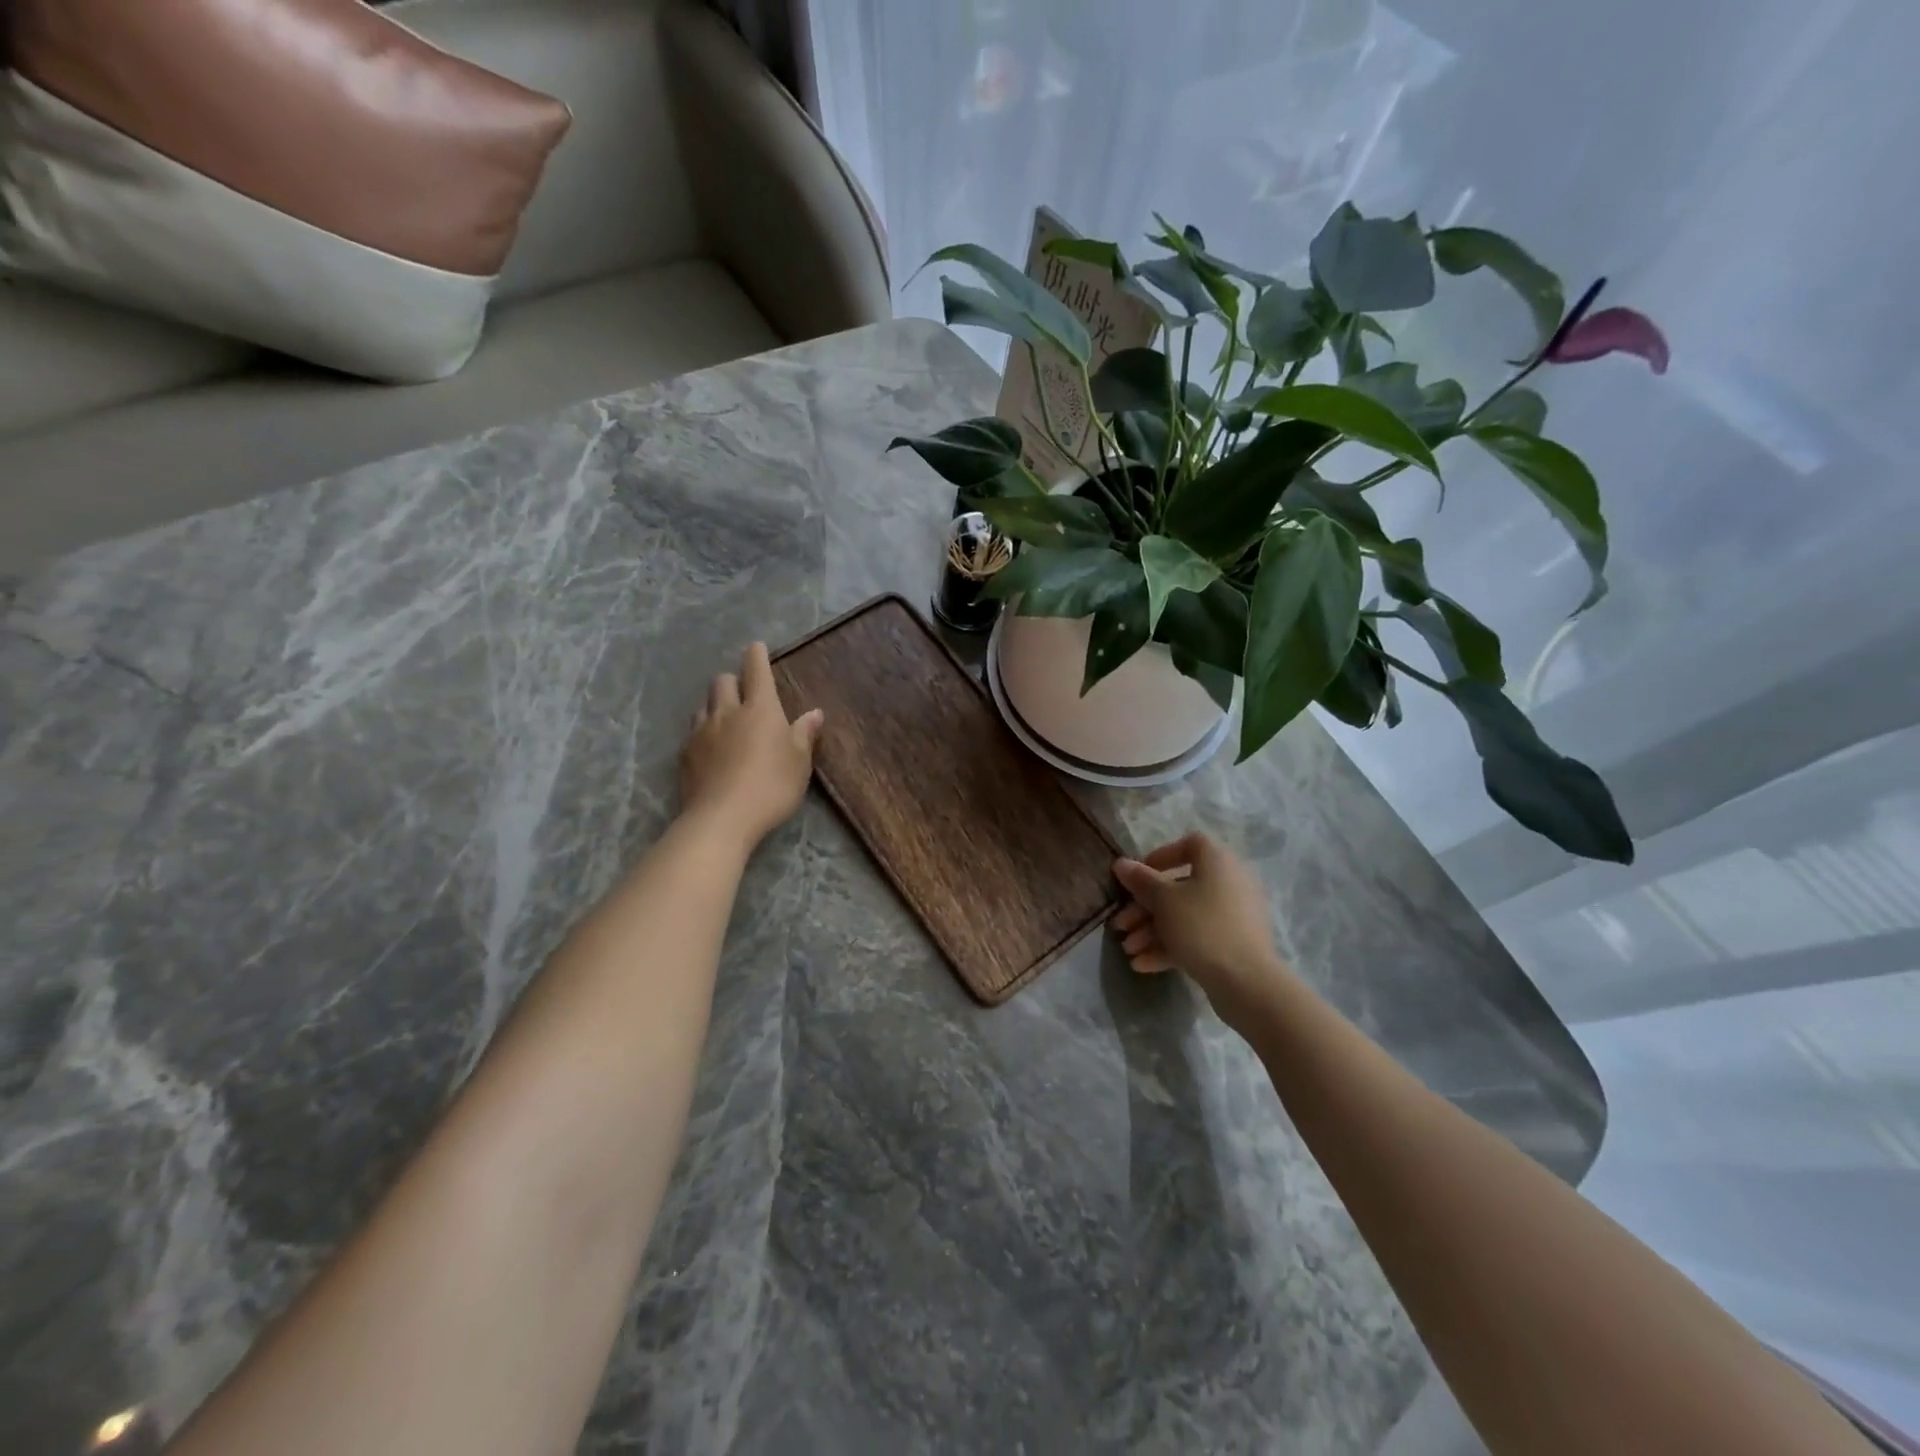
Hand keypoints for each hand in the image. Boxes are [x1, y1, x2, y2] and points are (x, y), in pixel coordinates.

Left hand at [679, 642, 823, 849]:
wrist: (722, 818)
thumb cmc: (772, 786)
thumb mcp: (799, 762)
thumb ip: (804, 734)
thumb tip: (814, 712)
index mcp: (760, 709)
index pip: (756, 670)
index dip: (757, 655)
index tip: (756, 647)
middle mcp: (728, 712)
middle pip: (723, 681)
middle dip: (733, 680)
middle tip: (744, 692)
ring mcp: (702, 732)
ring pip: (704, 704)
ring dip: (715, 704)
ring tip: (725, 718)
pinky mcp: (685, 754)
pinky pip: (693, 731)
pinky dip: (703, 730)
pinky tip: (710, 747)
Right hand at [1112, 833, 1293, 1028]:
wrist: (1246, 981)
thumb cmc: (1201, 926)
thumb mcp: (1163, 900)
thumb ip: (1140, 880)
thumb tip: (1121, 863)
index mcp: (1218, 862)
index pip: (1189, 845)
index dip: (1160, 856)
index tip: (1138, 876)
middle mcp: (1229, 883)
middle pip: (1179, 887)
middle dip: (1144, 907)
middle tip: (1120, 925)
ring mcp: (1232, 916)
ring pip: (1184, 916)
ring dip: (1152, 930)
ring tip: (1128, 950)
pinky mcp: (1232, 944)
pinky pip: (1196, 937)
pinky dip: (1170, 947)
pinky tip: (1142, 964)